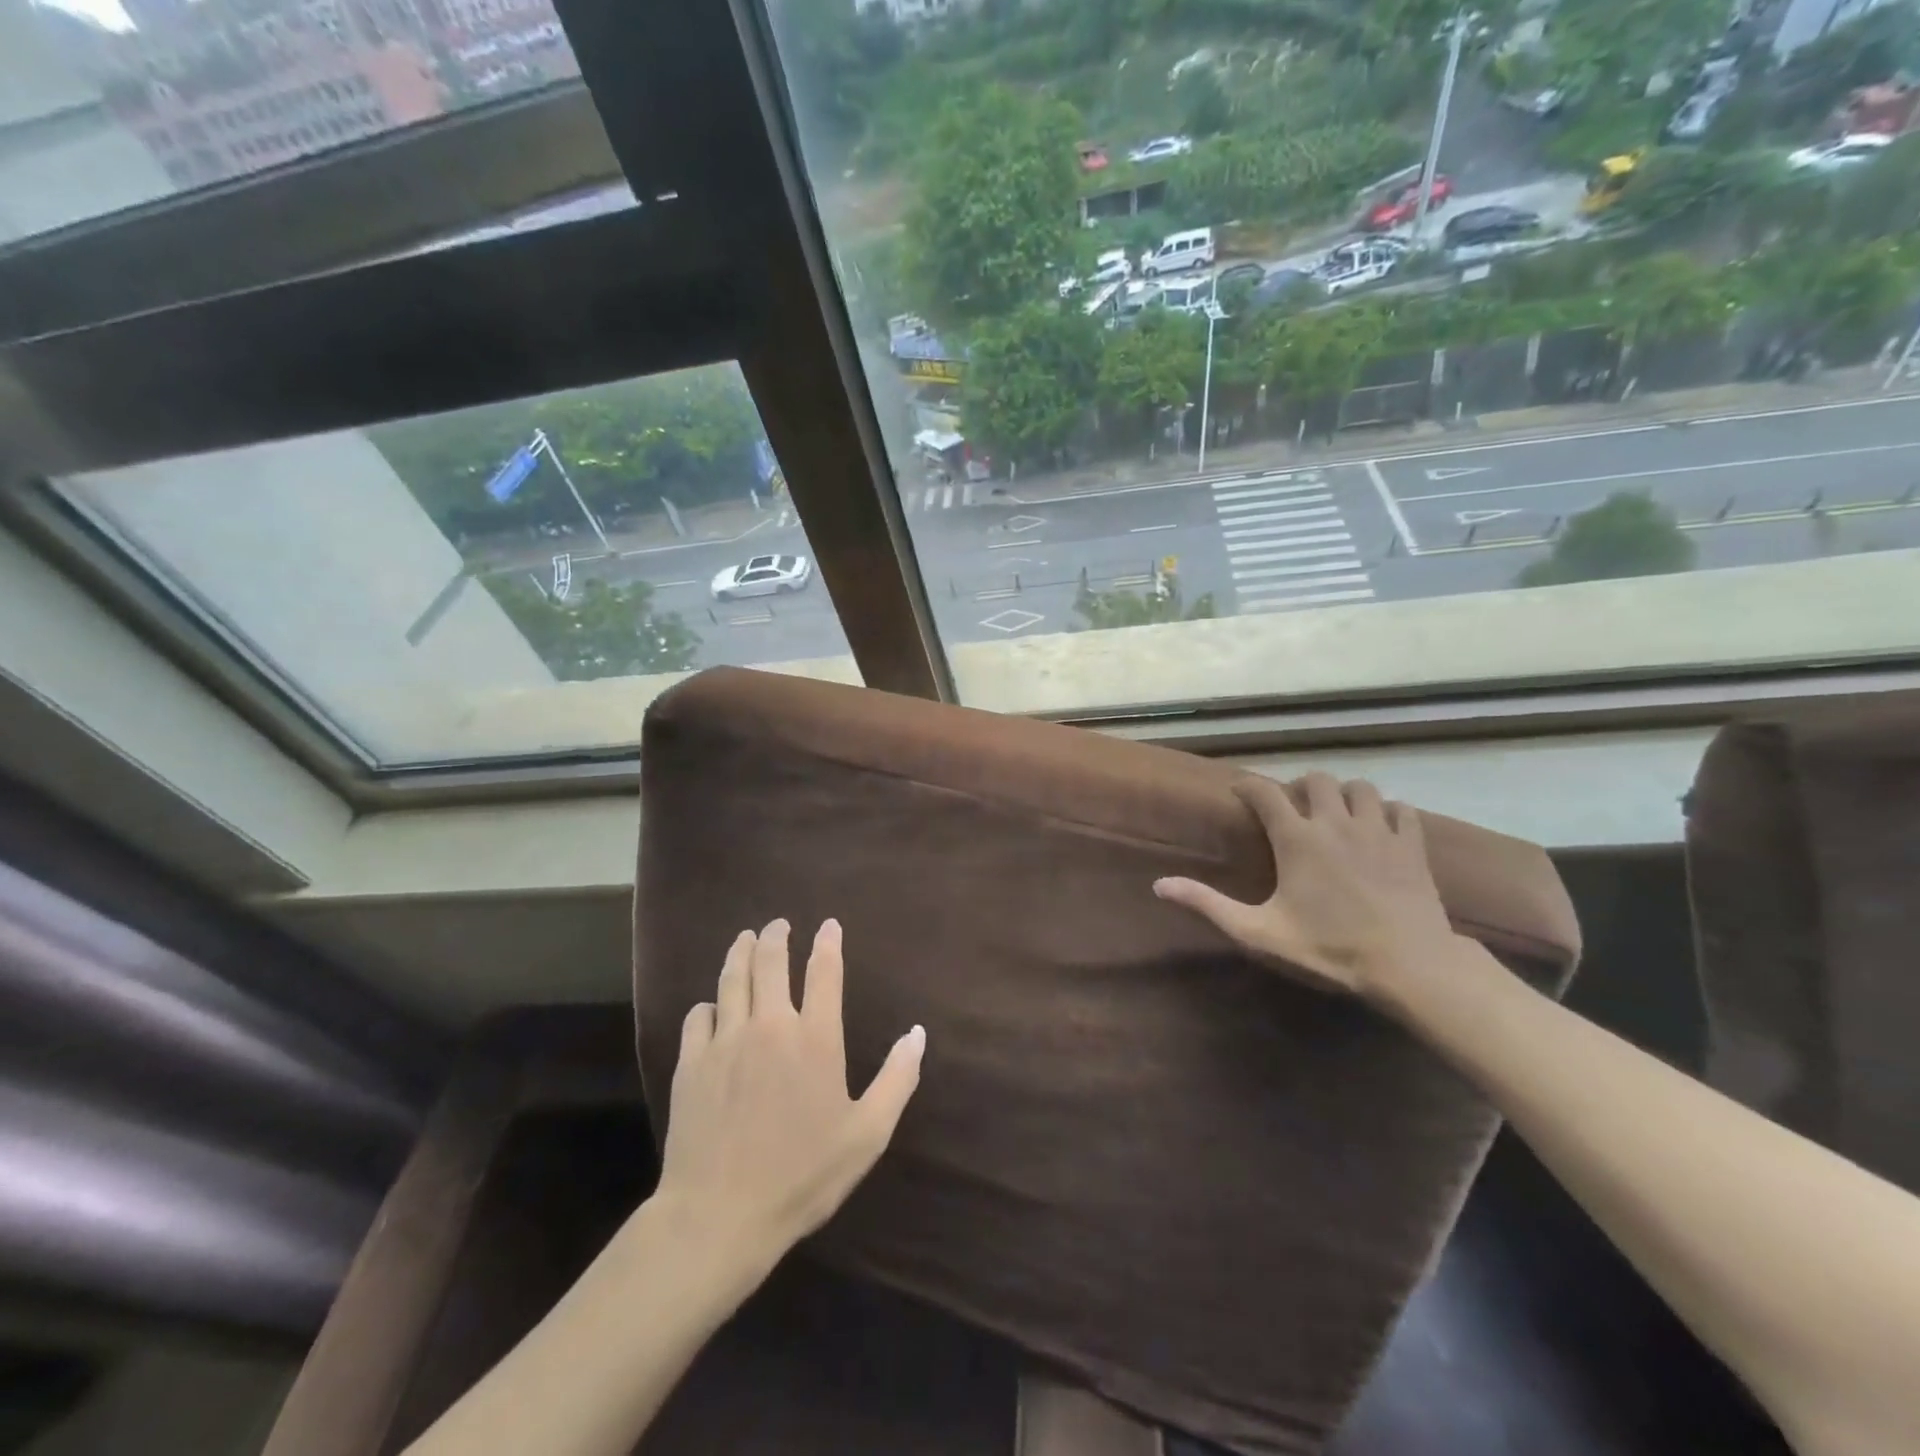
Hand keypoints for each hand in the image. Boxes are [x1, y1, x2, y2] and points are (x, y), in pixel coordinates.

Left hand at [655, 919, 924, 1263]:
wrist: (719, 1215)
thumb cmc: (802, 1175)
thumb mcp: (866, 1134)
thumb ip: (897, 1079)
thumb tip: (918, 1033)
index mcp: (816, 1038)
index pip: (824, 972)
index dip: (827, 943)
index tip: (828, 925)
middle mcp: (770, 1025)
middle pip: (771, 961)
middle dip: (777, 936)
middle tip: (779, 924)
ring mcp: (726, 1040)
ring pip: (732, 978)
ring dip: (740, 952)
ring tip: (746, 938)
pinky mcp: (691, 1062)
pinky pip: (698, 1015)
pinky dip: (708, 1004)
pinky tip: (711, 1006)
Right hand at [1154, 772, 1457, 1003]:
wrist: (1409, 965)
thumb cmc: (1329, 948)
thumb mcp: (1259, 932)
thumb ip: (1208, 905)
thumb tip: (1159, 884)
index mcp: (1296, 839)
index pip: (1264, 793)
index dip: (1248, 786)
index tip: (1239, 791)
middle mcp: (1334, 823)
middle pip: (1316, 780)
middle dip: (1300, 787)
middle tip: (1293, 808)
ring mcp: (1377, 831)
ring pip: (1360, 787)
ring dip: (1344, 793)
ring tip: (1336, 813)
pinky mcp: (1411, 846)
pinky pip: (1401, 809)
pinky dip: (1387, 810)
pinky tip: (1380, 827)